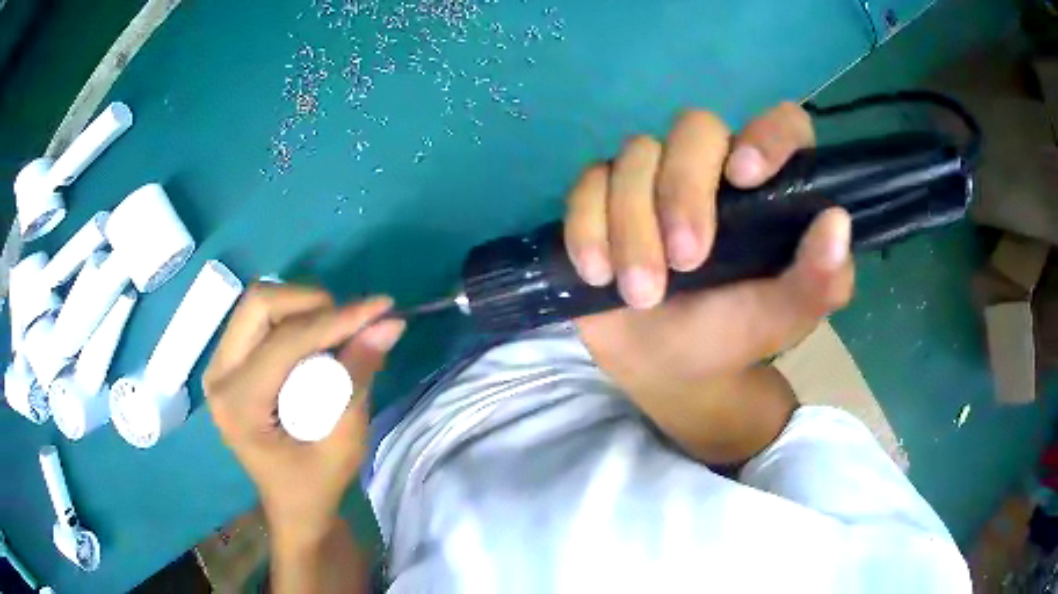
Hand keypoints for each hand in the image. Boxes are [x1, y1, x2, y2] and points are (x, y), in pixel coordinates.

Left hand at [203, 284, 404, 546]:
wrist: (291, 505)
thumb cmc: (316, 485)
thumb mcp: (344, 440)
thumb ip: (359, 378)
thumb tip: (388, 324)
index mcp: (239, 405)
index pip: (286, 340)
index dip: (336, 319)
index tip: (381, 309)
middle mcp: (218, 376)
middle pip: (259, 303)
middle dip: (312, 302)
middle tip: (351, 323)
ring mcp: (218, 365)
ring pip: (258, 303)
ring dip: (303, 307)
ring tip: (337, 331)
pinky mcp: (228, 362)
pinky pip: (259, 318)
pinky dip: (293, 316)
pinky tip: (317, 339)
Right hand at [566, 102, 853, 400]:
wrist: (667, 366)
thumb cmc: (733, 335)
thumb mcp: (784, 318)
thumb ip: (820, 279)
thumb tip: (837, 221)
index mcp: (768, 188)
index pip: (782, 125)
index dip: (768, 134)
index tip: (747, 176)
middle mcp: (712, 167)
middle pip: (694, 128)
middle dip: (683, 192)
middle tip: (686, 262)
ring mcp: (652, 177)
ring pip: (634, 156)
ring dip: (632, 226)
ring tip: (641, 294)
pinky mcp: (602, 196)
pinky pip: (587, 184)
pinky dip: (587, 227)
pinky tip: (598, 273)